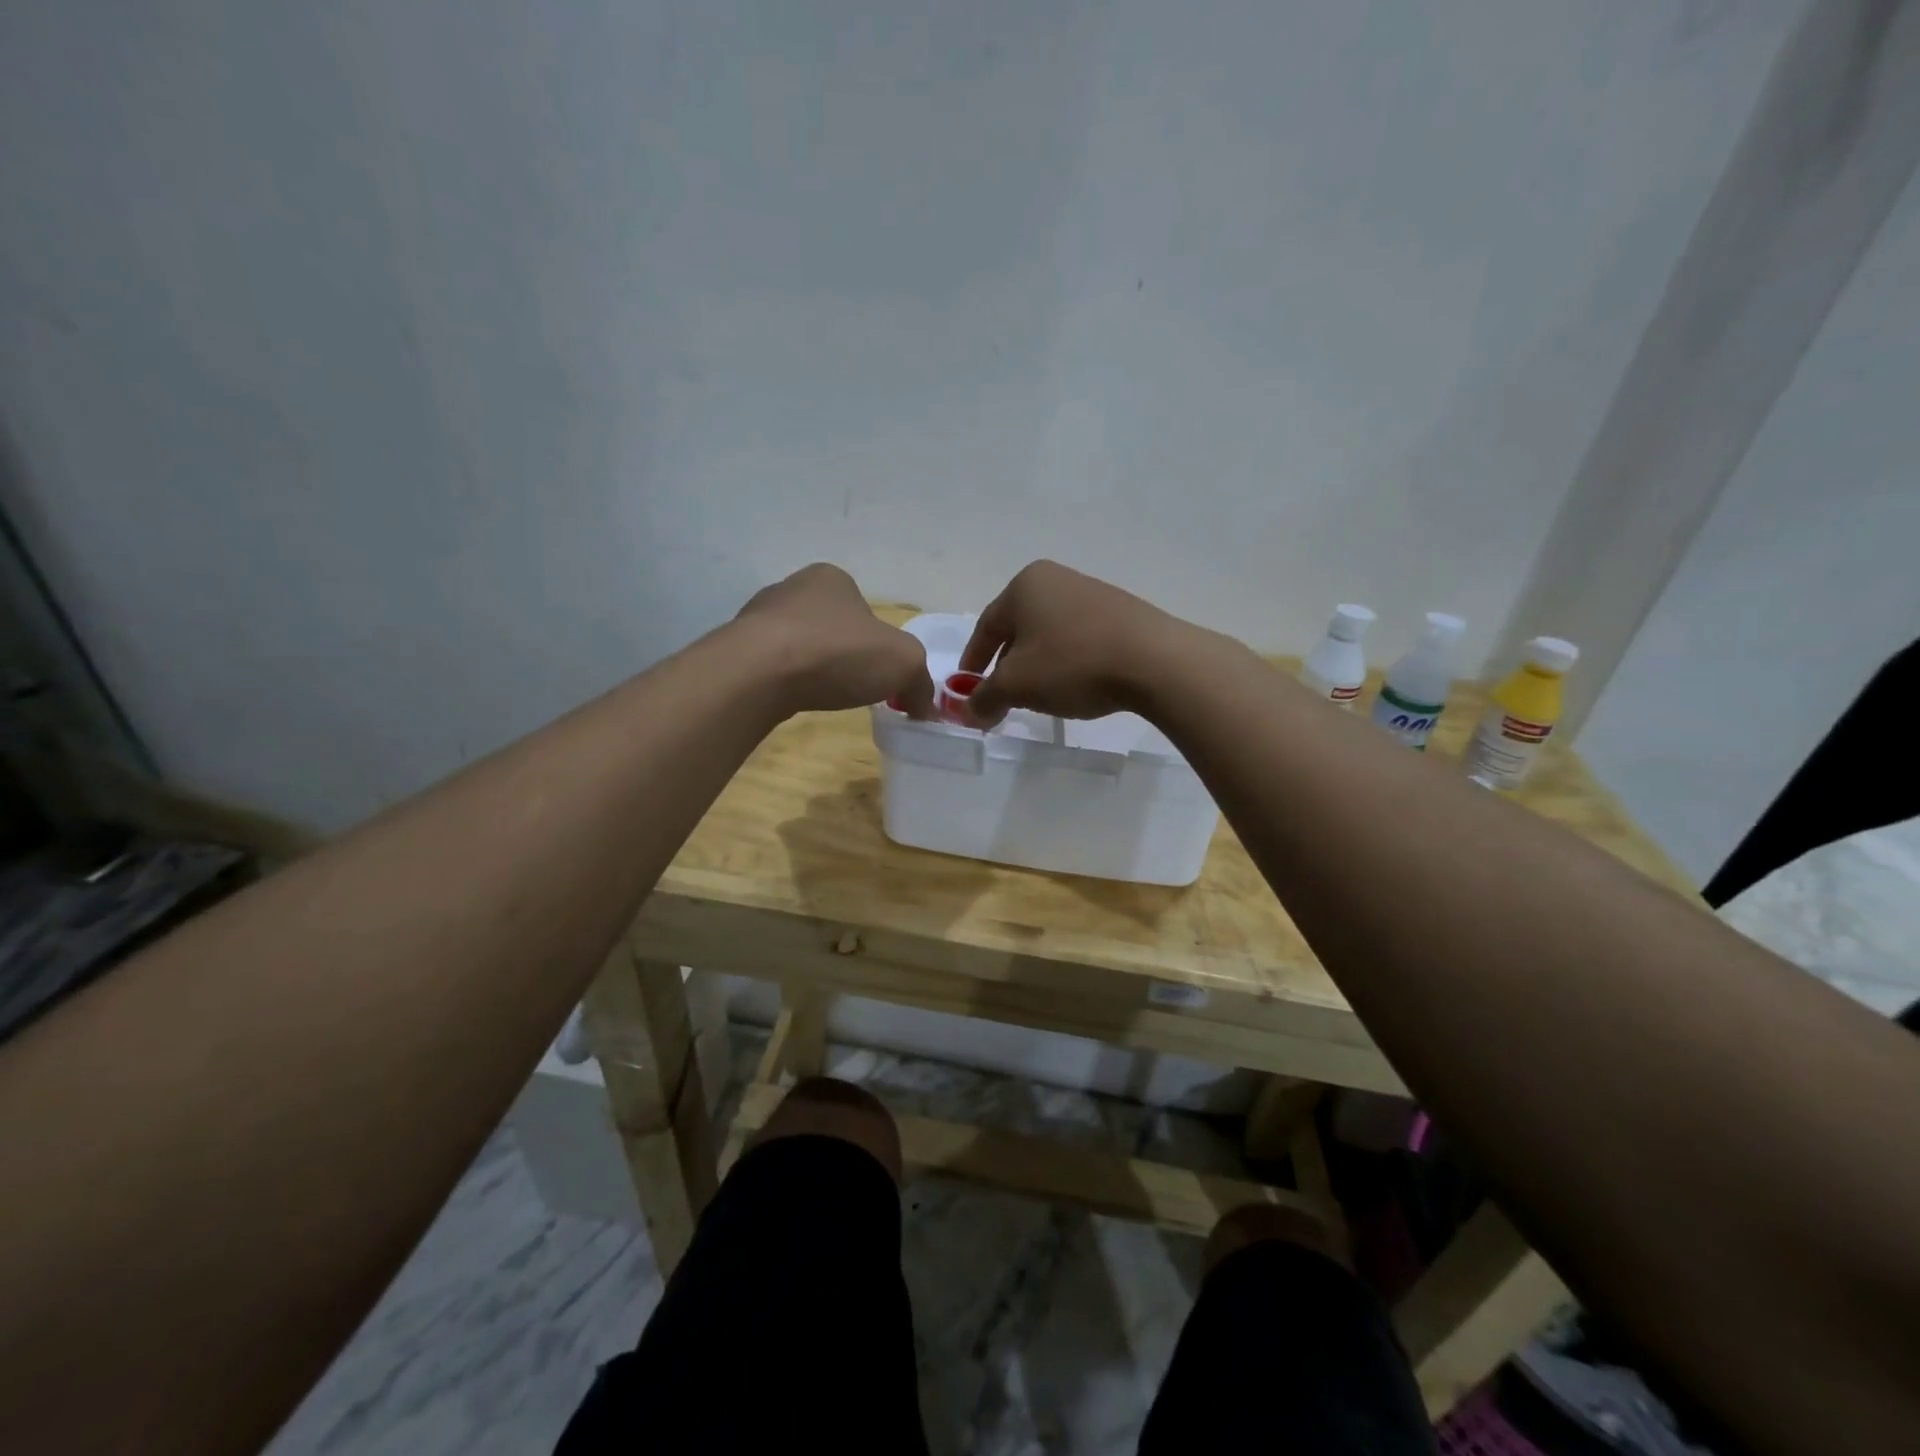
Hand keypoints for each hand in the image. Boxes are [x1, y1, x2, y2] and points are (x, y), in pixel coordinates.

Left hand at [736, 564, 935, 717]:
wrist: (758, 672)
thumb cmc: (837, 652)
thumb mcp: (903, 663)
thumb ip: (920, 681)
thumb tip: (924, 706)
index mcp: (832, 579)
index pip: (864, 609)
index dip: (878, 642)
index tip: (881, 673)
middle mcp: (792, 588)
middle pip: (830, 625)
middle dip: (843, 653)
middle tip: (854, 685)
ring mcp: (758, 617)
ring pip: (798, 644)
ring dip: (812, 667)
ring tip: (821, 695)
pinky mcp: (736, 648)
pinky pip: (771, 666)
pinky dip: (786, 681)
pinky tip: (791, 698)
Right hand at [957, 561, 1191, 727]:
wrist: (1155, 661)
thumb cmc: (1072, 664)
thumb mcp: (1017, 686)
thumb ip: (984, 698)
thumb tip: (967, 712)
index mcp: (1025, 585)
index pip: (985, 627)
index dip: (972, 662)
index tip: (967, 690)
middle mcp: (1056, 579)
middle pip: (1018, 629)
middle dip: (1006, 666)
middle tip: (1002, 697)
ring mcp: (1092, 593)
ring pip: (1049, 635)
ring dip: (1038, 666)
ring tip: (1040, 696)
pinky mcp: (1121, 613)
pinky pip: (1079, 639)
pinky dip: (1067, 662)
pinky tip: (1075, 685)